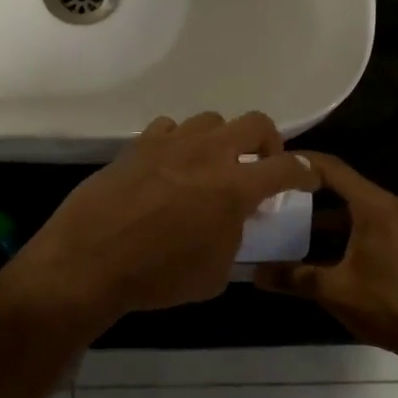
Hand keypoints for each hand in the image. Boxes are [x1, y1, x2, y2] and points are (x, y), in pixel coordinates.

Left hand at [0, 111, 317, 328]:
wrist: (89, 261)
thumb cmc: (157, 277)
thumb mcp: (214, 274)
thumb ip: (235, 240)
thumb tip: (234, 223)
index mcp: (235, 187)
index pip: (287, 168)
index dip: (306, 172)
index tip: (308, 179)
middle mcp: (209, 154)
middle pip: (255, 123)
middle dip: (268, 142)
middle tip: (261, 165)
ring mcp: (172, 143)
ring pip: (211, 120)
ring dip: (221, 140)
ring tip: (212, 164)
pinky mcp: (139, 144)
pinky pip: (170, 128)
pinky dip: (180, 142)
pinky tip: (171, 164)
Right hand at [254, 153, 397, 360]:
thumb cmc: (388, 305)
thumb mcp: (336, 291)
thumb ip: (294, 277)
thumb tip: (256, 273)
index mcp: (375, 206)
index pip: (332, 169)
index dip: (302, 162)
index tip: (273, 162)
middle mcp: (393, 204)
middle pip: (345, 187)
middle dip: (309, 193)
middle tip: (275, 197)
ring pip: (358, 208)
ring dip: (327, 216)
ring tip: (291, 225)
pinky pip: (372, 222)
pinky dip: (347, 229)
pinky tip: (323, 248)